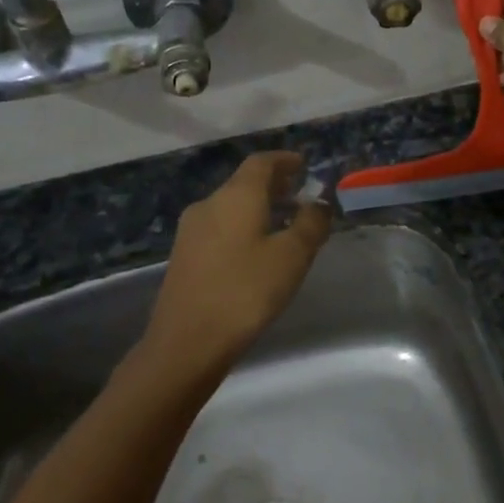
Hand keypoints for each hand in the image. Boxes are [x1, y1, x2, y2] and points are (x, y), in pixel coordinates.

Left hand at [133, 152, 331, 388]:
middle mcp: (209, 204)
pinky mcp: (184, 255)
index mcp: (236, 196)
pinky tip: (256, 249)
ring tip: (283, 223)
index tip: (304, 165)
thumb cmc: (245, 291)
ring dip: (258, 207)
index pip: (261, 162)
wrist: (186, 342)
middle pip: (244, 182)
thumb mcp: (292, 257)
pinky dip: (242, 225)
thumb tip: (319, 203)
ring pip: (231, 205)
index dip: (285, 160)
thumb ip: (310, 224)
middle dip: (274, 184)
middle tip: (300, 194)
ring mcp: (191, 230)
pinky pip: (220, 226)